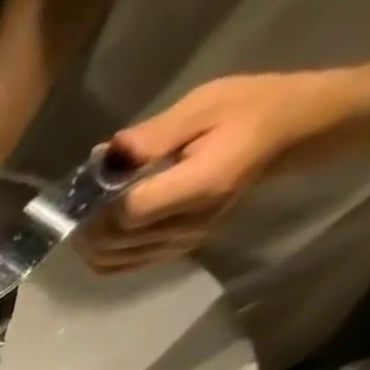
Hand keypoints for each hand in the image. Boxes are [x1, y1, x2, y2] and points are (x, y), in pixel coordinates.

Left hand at [81, 71, 347, 273]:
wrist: (286, 135)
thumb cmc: (250, 110)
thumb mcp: (206, 104)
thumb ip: (154, 135)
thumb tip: (106, 154)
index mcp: (200, 186)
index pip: (130, 213)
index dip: (102, 204)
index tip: (95, 182)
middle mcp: (188, 226)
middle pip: (115, 242)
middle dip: (88, 224)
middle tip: (83, 199)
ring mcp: (180, 245)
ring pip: (112, 260)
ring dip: (90, 241)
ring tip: (88, 213)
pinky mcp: (173, 252)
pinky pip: (121, 266)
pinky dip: (101, 253)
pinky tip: (99, 232)